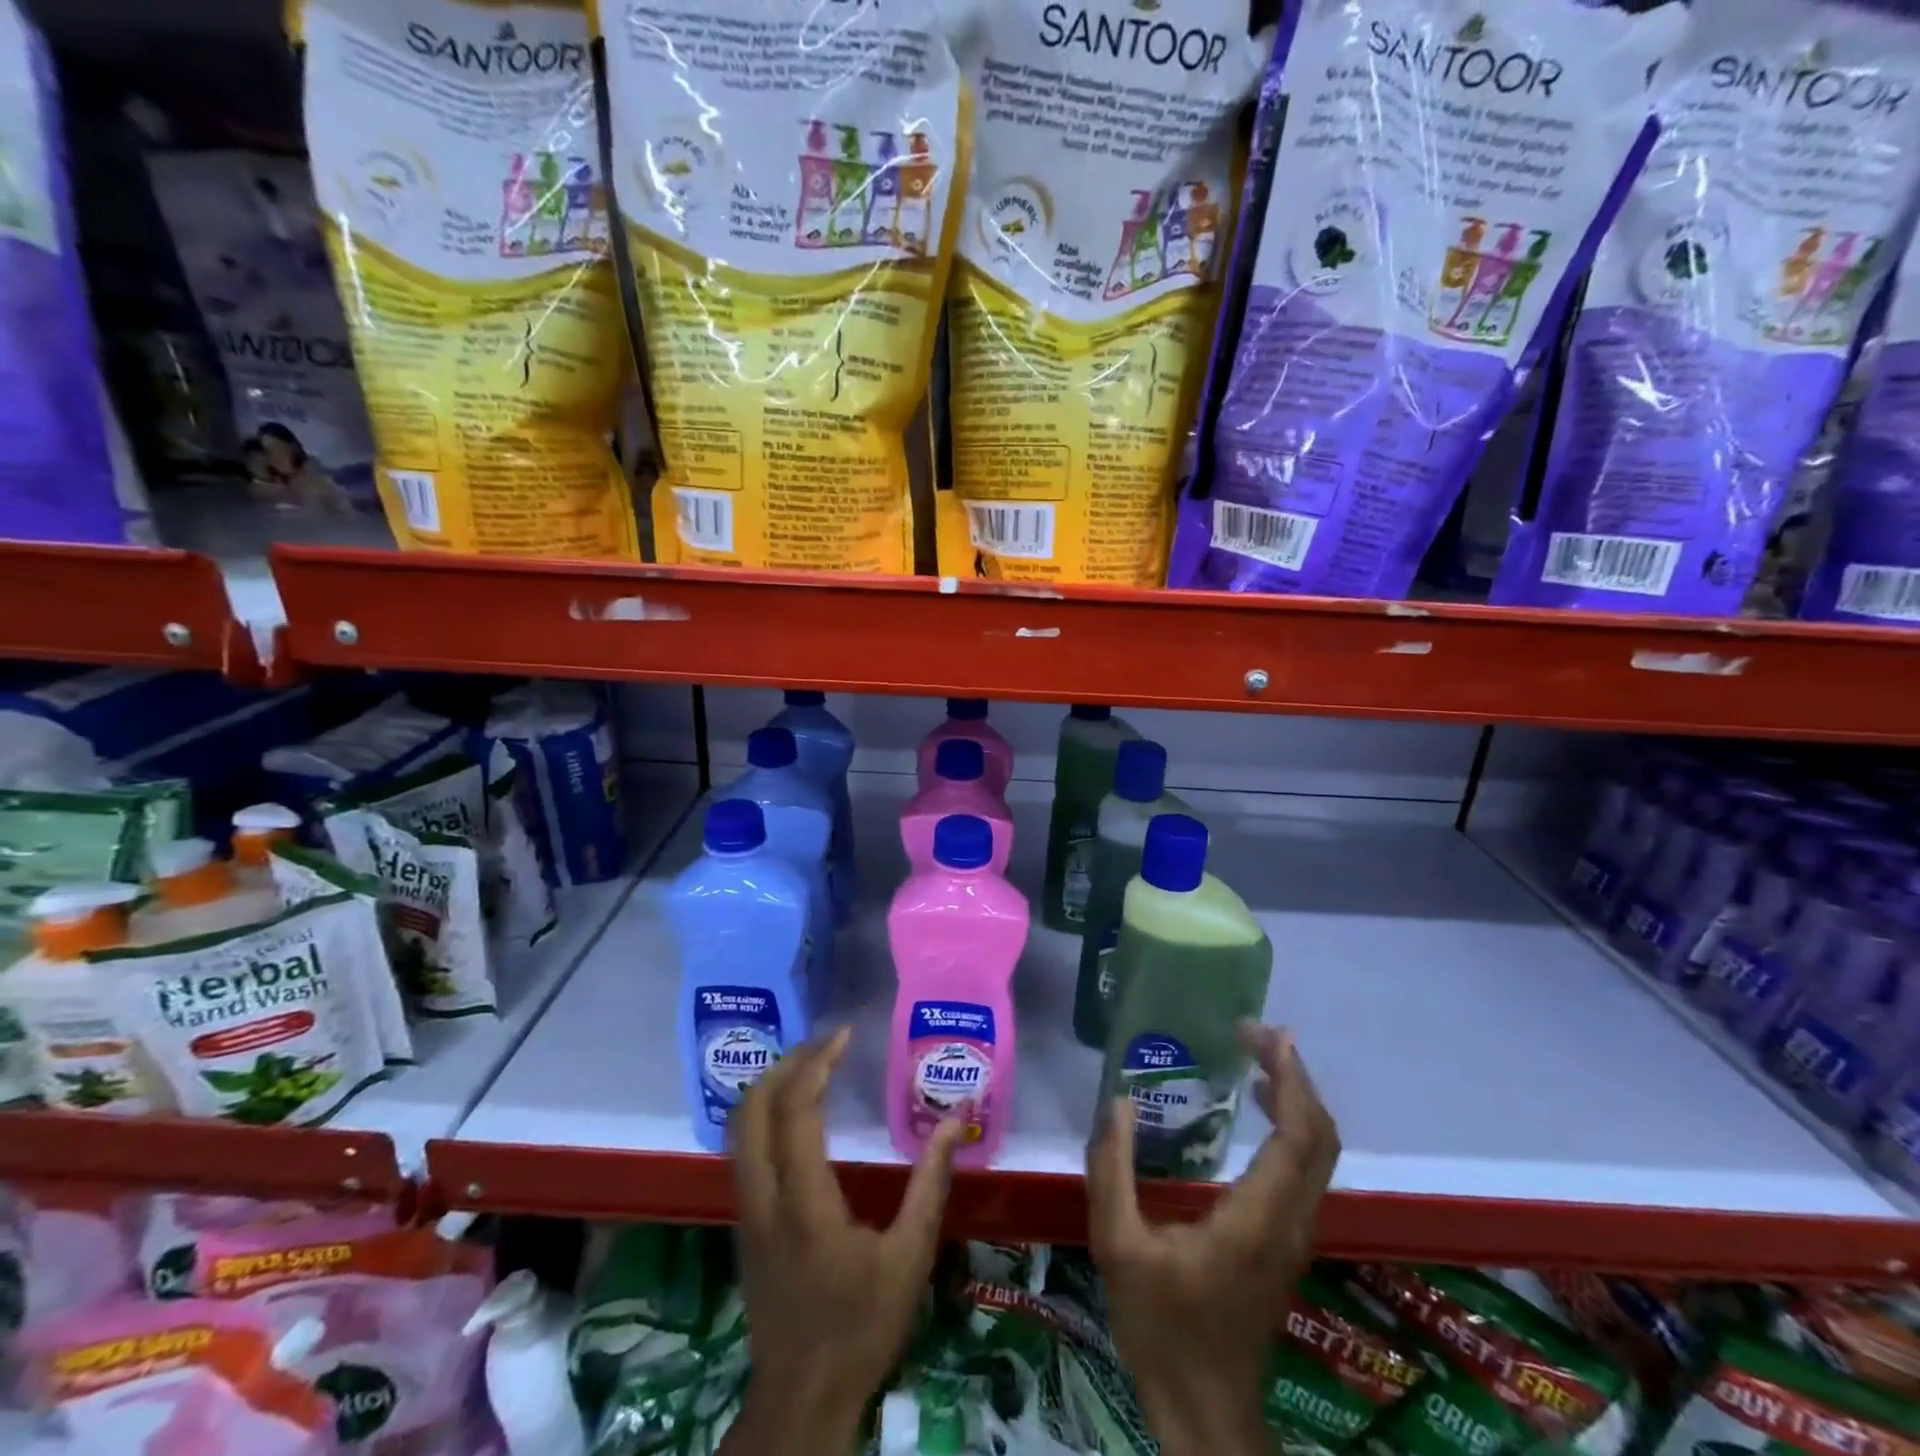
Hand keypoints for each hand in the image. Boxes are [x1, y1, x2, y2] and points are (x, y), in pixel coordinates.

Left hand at [725, 1028, 964, 1455]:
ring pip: (740, 1127)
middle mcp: (764, 1198)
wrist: (802, 1399)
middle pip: (752, 1108)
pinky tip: (798, 1112)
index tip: (844, 1035)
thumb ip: (931, 1182)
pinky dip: (766, 1113)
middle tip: (825, 1044)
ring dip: (771, 1085)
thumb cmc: (862, 1326)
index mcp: (805, 1203)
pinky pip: (745, 1149)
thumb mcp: (911, 1256)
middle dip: (786, 1063)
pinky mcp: (745, 1224)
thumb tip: (955, 1121)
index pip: (795, 1111)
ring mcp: (747, 1211)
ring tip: (812, 1065)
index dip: (816, 1063)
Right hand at [1086, 1024, 1340, 1455]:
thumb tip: (1118, 1101)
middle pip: (1321, 1138)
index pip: (1298, 1137)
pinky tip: (1256, 1105)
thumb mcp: (1117, 1245)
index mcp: (1256, 1219)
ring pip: (1320, 1153)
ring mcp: (1295, 1233)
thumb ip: (1111, 1169)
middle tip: (1256, 1034)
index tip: (1263, 1035)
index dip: (1290, 1079)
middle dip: (1297, 1077)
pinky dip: (1292, 1123)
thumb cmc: (1161, 1328)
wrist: (1204, 1410)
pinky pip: (1305, 1167)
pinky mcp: (1287, 1239)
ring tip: (1258, 1056)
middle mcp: (1290, 1221)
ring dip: (1297, 1097)